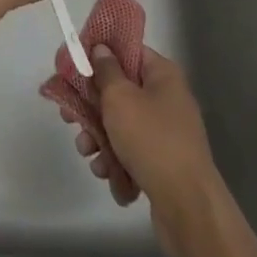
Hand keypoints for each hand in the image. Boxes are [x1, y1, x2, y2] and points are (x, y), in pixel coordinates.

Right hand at [59, 43, 217, 234]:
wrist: (188, 208)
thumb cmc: (151, 140)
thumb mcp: (120, 98)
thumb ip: (105, 70)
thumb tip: (102, 48)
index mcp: (162, 75)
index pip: (127, 51)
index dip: (99, 55)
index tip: (75, 65)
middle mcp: (167, 99)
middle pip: (120, 91)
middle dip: (92, 107)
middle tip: (68, 116)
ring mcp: (166, 133)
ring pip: (122, 125)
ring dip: (100, 138)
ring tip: (87, 152)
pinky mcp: (163, 163)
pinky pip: (132, 152)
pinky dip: (116, 161)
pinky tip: (106, 174)